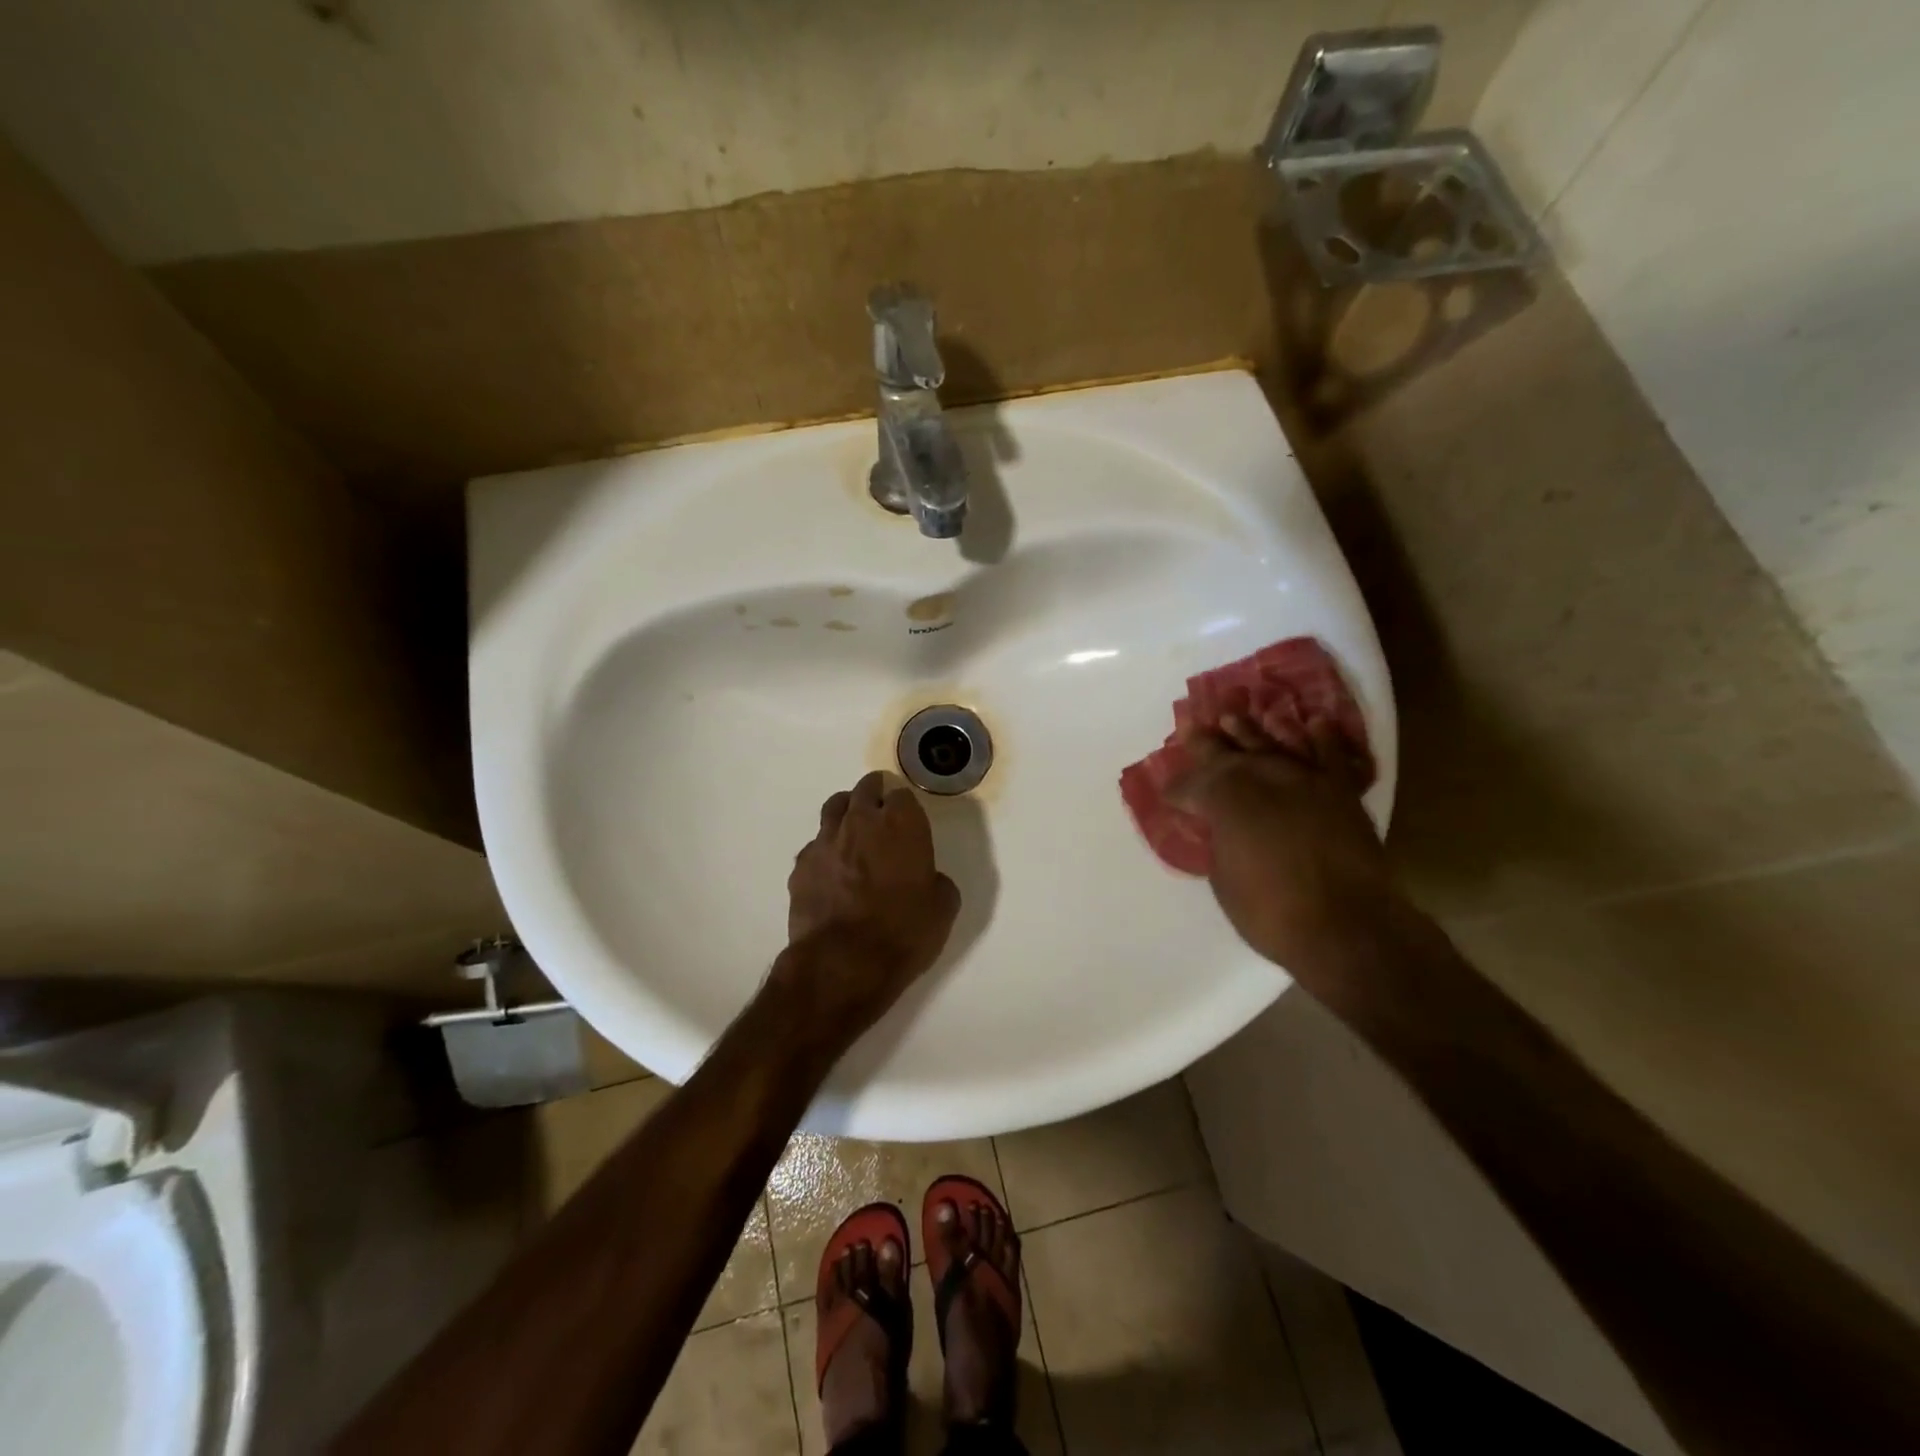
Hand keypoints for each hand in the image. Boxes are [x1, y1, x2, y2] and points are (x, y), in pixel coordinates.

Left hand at [777, 771, 961, 1037]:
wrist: (843, 963)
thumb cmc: (903, 932)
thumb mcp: (943, 908)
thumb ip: (937, 881)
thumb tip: (927, 879)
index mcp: (901, 824)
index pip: (902, 795)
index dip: (906, 806)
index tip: (909, 820)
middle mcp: (861, 821)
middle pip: (865, 789)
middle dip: (874, 794)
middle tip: (881, 809)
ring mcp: (825, 840)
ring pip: (834, 807)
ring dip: (846, 811)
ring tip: (853, 828)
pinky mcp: (801, 865)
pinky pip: (815, 845)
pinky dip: (826, 850)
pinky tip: (832, 871)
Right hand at [1170, 714, 1398, 978]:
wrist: (1347, 927)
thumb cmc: (1271, 911)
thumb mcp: (1224, 877)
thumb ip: (1221, 840)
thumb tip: (1224, 828)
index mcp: (1225, 798)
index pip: (1191, 785)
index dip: (1177, 789)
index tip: (1169, 792)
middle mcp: (1262, 776)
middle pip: (1226, 753)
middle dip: (1205, 742)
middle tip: (1191, 727)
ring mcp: (1304, 779)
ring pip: (1273, 742)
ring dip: (1252, 729)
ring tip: (1234, 716)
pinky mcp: (1341, 791)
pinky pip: (1330, 754)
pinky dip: (1321, 737)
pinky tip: (1312, 722)